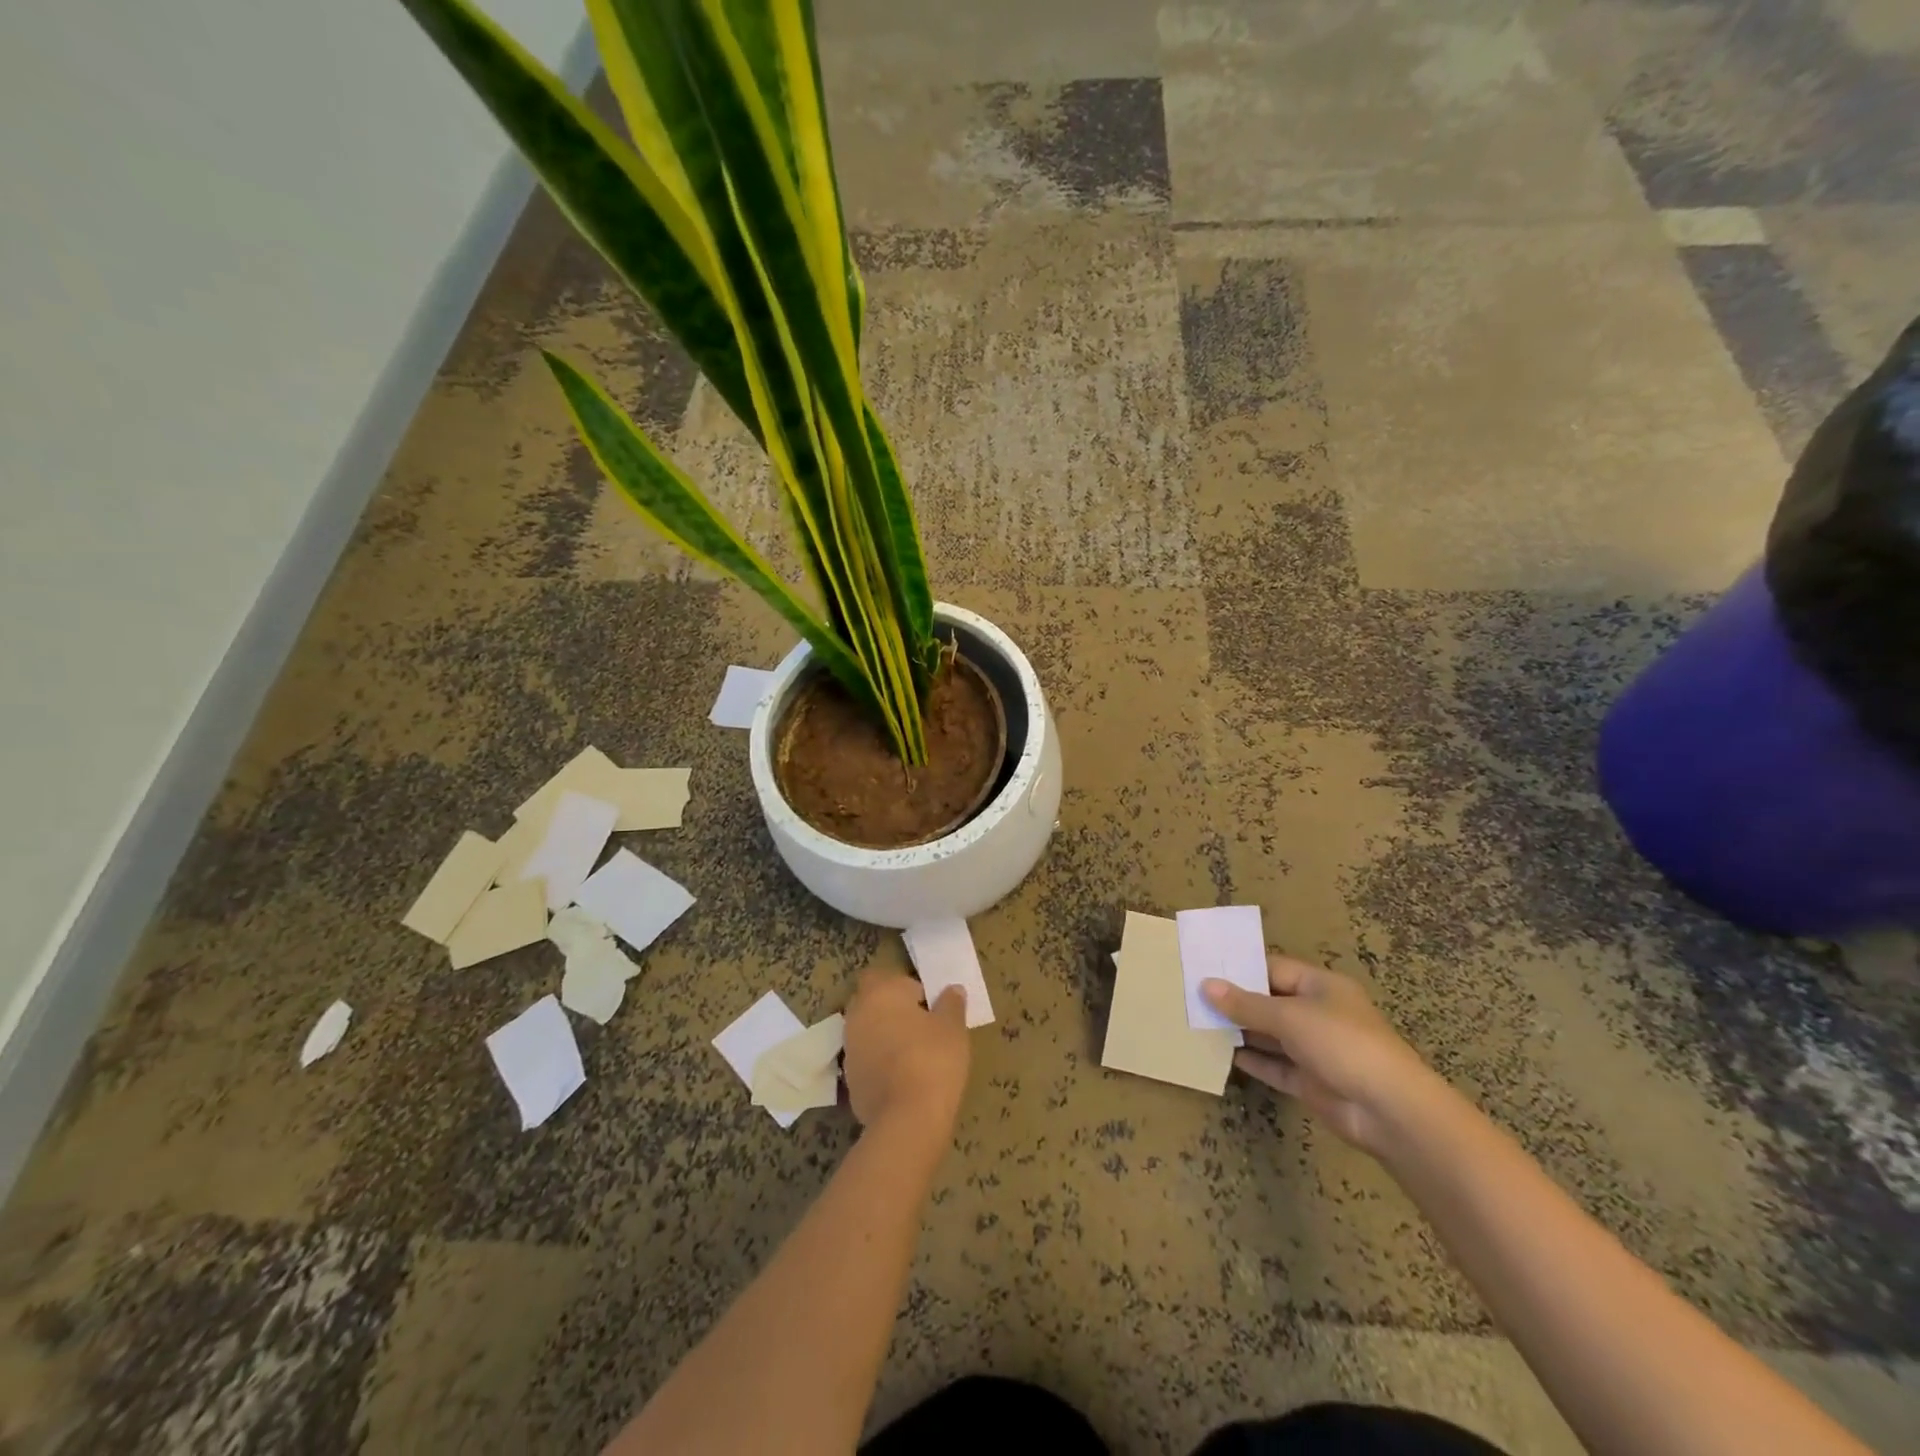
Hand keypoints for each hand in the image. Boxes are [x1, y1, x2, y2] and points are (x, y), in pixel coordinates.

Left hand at [842, 968, 969, 1133]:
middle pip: (871, 1002)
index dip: (904, 986)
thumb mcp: (953, 1027)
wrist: (907, 1119)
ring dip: (885, 1037)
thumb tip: (952, 990)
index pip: (883, 975)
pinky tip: (904, 1079)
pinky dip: (881, 1064)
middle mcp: (857, 1015)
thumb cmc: (933, 1059)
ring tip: (915, 1054)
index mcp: (879, 993)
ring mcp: (849, 1049)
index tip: (927, 1003)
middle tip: (922, 1026)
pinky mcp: (849, 1081)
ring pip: (867, 1032)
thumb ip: (951, 1003)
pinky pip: (867, 1061)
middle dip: (891, 1010)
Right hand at [1204, 955, 1434, 1155]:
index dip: (1241, 969)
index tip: (1204, 969)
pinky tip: (1225, 1056)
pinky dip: (1254, 1061)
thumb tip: (1206, 986)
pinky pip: (1277, 1066)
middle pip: (1271, 1001)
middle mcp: (1319, 1013)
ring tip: (1200, 1025)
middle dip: (1236, 1001)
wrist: (1389, 1110)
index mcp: (1321, 986)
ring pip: (1271, 1035)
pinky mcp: (1313, 1082)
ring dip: (1241, 1032)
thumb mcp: (1289, 1016)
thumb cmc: (1341, 1044)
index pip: (1274, 968)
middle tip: (1193, 997)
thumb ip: (1246, 1004)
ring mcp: (1317, 1049)